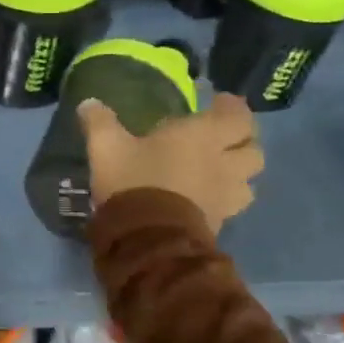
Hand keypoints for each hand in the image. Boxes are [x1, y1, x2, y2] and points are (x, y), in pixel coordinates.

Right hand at [77, 93, 263, 235]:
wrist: (147, 239)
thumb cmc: (134, 181)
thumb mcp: (107, 147)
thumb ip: (100, 122)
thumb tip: (88, 103)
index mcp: (203, 136)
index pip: (238, 116)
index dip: (233, 108)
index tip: (219, 103)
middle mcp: (223, 164)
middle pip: (254, 150)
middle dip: (244, 142)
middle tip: (225, 138)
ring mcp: (225, 196)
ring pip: (250, 182)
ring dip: (240, 174)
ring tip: (221, 171)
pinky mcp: (219, 223)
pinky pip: (232, 206)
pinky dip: (225, 199)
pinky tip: (205, 198)